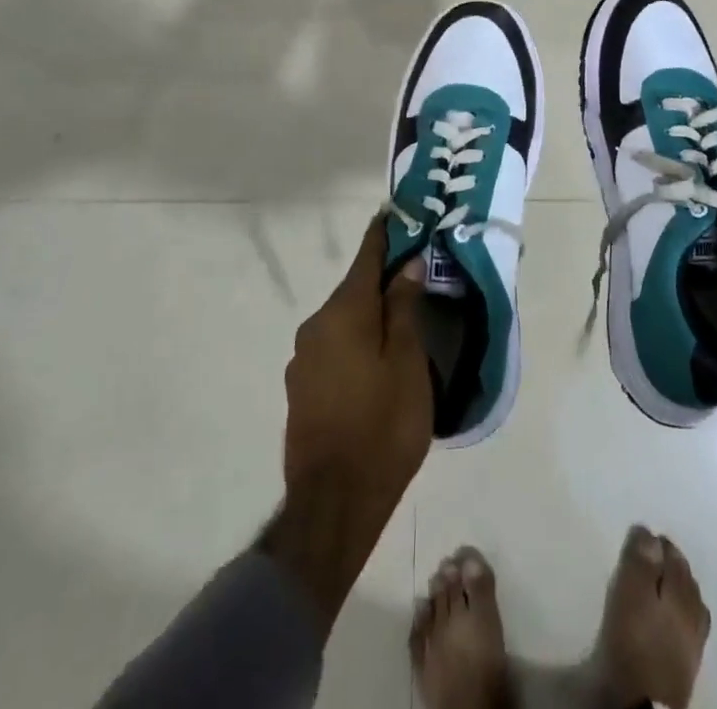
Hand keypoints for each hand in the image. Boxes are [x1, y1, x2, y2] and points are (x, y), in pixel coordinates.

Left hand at [283, 210, 432, 507]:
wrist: (333, 504)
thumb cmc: (383, 426)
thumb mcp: (407, 362)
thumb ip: (404, 308)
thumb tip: (405, 264)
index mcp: (344, 312)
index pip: (366, 256)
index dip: (384, 233)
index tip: (396, 213)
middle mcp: (316, 325)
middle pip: (354, 289)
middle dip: (382, 280)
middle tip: (415, 275)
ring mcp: (303, 358)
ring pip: (343, 321)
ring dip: (369, 315)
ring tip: (401, 321)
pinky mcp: (301, 387)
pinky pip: (334, 347)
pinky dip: (356, 341)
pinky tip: (376, 361)